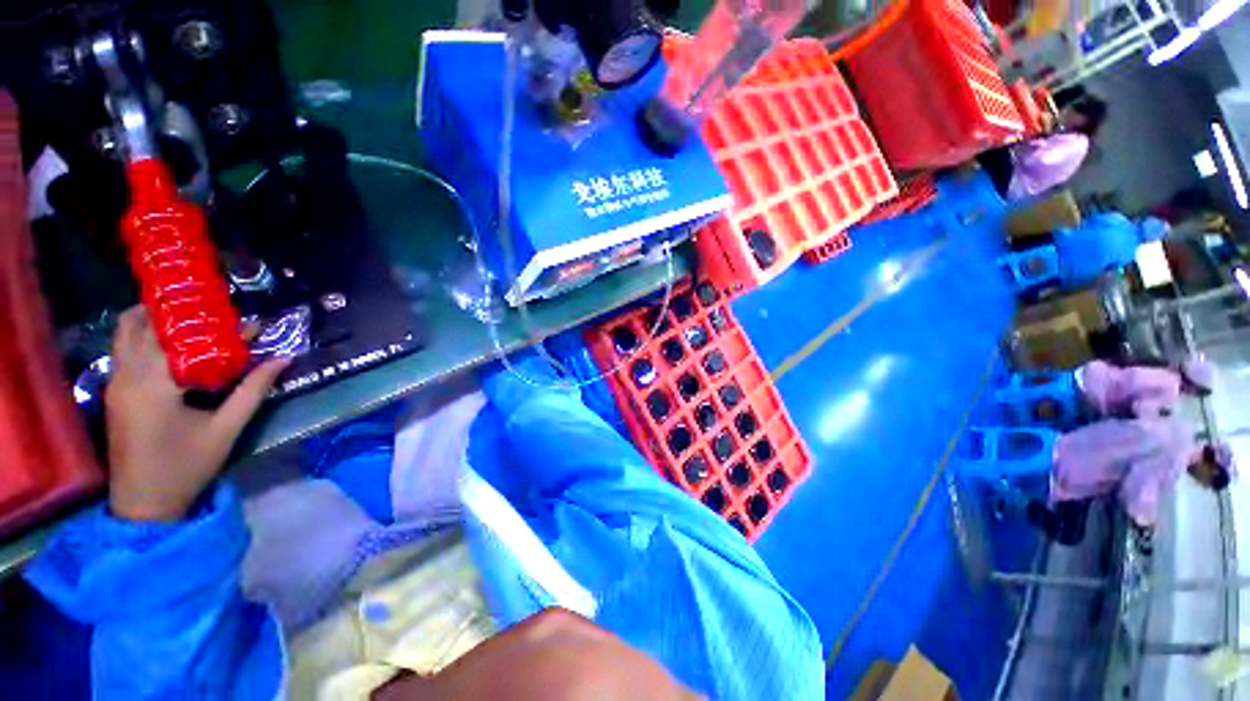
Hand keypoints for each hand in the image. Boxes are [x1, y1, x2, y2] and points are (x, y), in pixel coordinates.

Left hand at [105, 306, 288, 521]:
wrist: (143, 503)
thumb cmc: (186, 466)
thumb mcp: (226, 429)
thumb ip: (253, 390)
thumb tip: (283, 359)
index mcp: (154, 385)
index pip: (179, 336)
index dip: (212, 324)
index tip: (244, 321)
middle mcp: (127, 377)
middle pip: (140, 325)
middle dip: (174, 311)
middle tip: (210, 310)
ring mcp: (115, 384)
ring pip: (124, 335)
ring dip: (153, 321)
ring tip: (190, 319)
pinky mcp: (114, 392)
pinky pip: (123, 351)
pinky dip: (143, 337)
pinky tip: (170, 345)